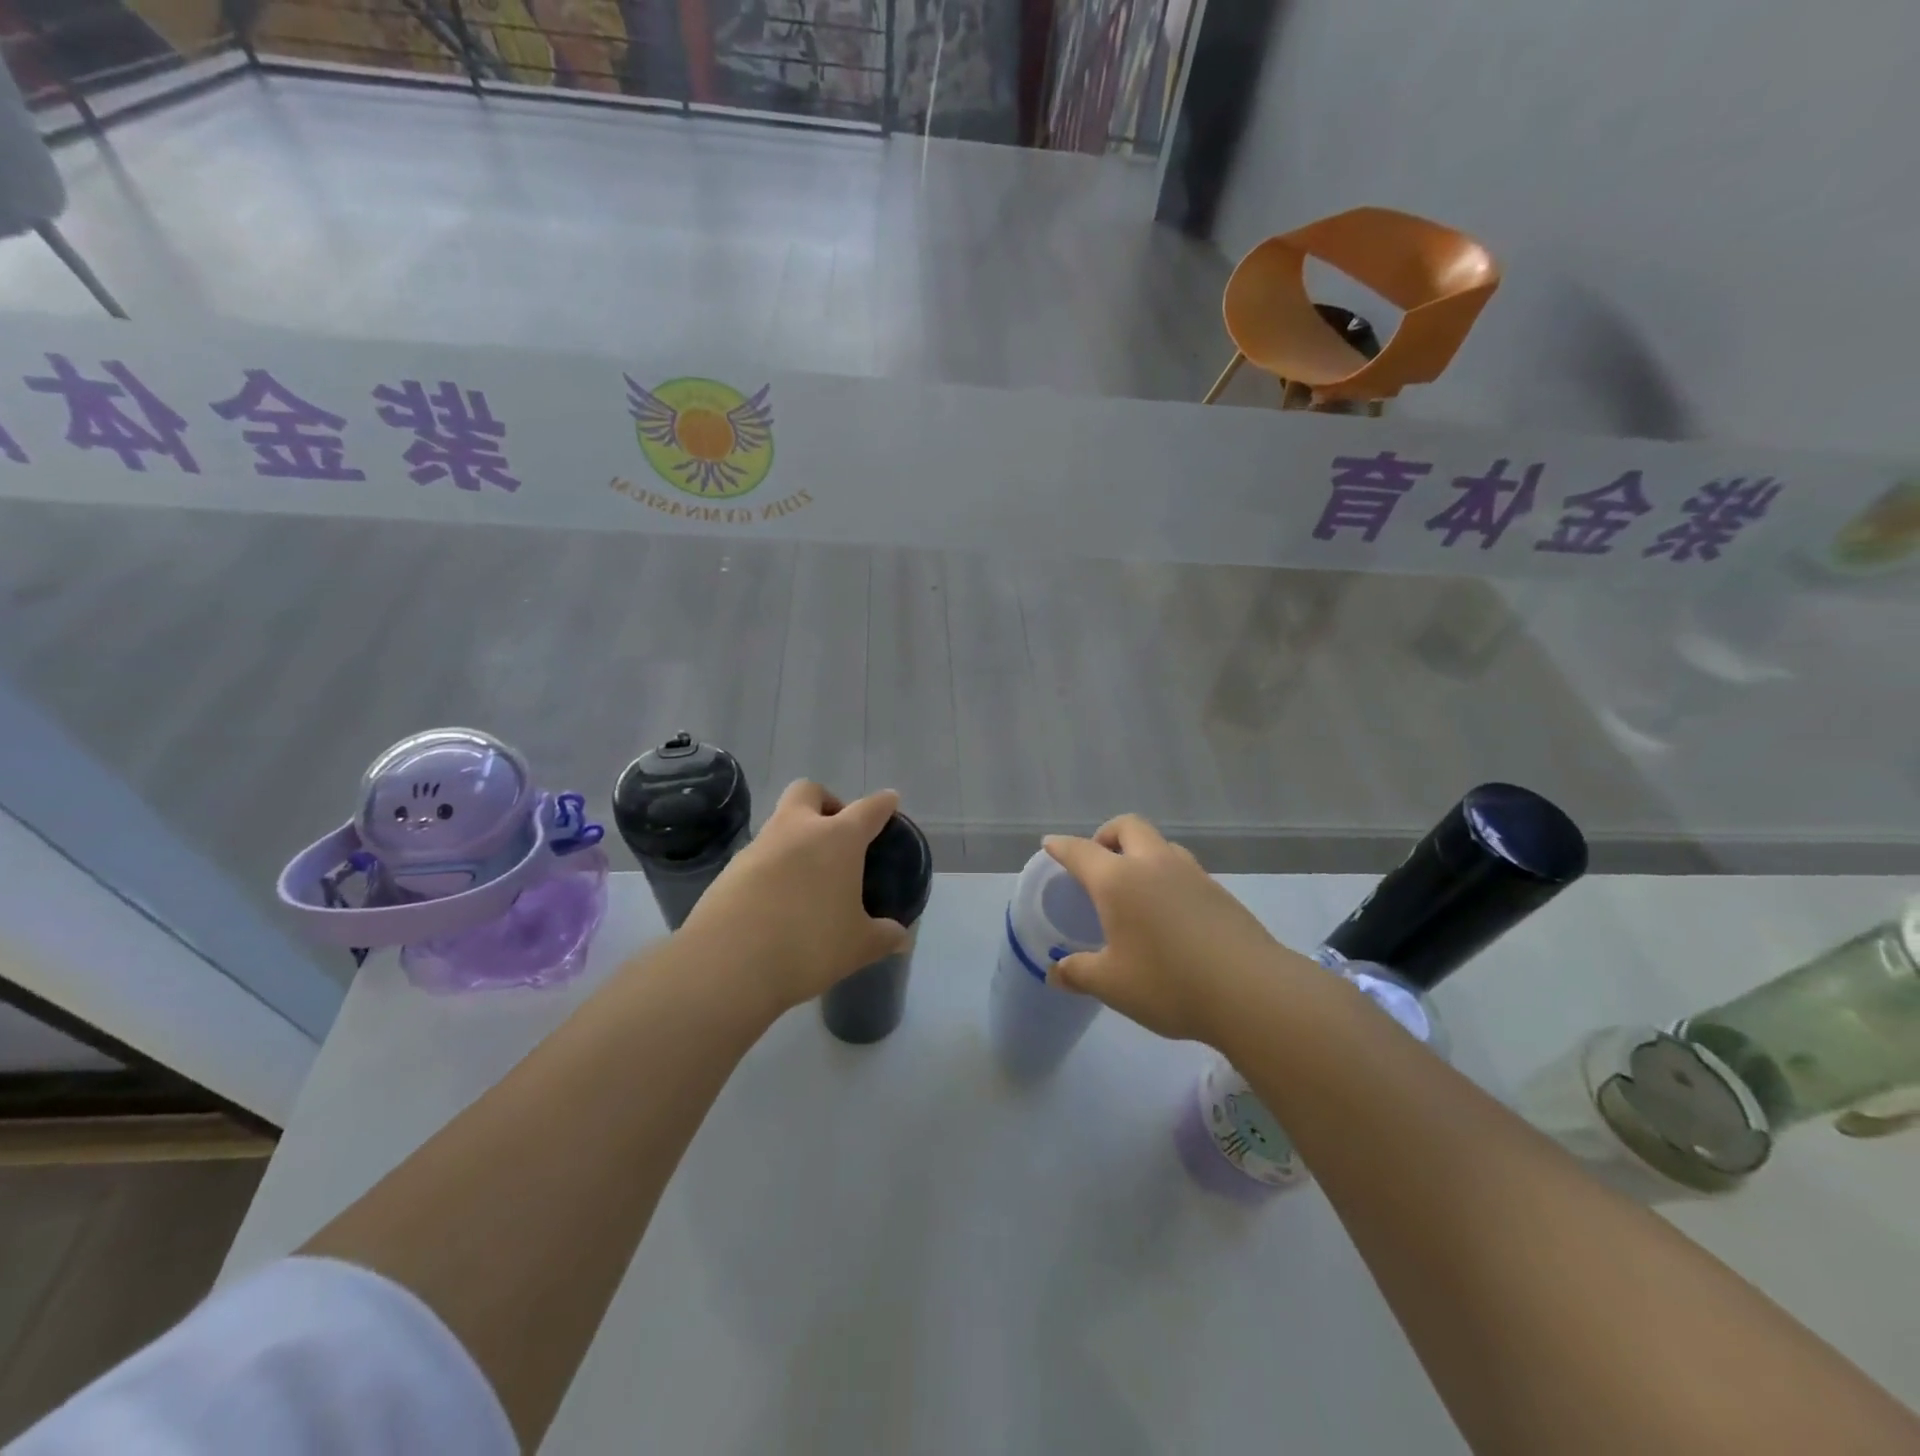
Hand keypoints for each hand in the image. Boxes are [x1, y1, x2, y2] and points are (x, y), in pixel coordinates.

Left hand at [680, 780, 910, 1014]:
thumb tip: (900, 937)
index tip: (889, 801)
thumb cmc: (809, 944)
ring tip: (809, 878)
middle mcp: (797, 830)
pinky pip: (759, 856)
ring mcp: (759, 846)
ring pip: (780, 823)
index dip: (883, 804)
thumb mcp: (858, 946)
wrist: (728, 963)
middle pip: (809, 791)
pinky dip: (773, 868)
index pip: (868, 809)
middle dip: (826, 803)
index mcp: (838, 838)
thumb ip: (883, 936)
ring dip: (796, 838)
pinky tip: (778, 900)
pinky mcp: (730, 870)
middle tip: (837, 834)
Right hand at [1043, 815, 1292, 1047]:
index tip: (1050, 844)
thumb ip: (1079, 973)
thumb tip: (1055, 972)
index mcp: (1119, 880)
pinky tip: (1168, 911)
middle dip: (1107, 834)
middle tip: (1099, 860)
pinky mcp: (1219, 892)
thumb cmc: (1168, 984)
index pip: (1081, 851)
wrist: (1252, 991)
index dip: (1061, 847)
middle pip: (1128, 827)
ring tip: (1135, 886)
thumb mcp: (1112, 985)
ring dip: (1141, 853)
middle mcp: (1154, 865)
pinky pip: (1183, 869)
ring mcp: (1191, 874)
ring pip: (1161, 844)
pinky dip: (1167, 876)